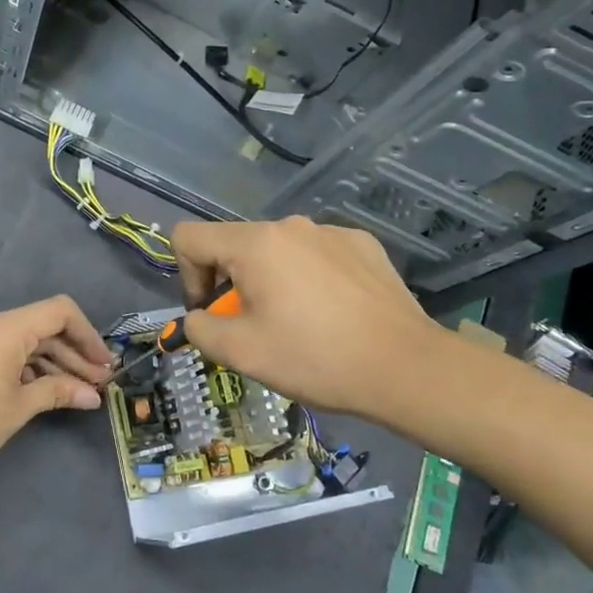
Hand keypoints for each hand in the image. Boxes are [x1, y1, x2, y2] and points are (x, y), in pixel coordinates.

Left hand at [0, 296, 113, 484]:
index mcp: (4, 328)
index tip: (104, 364)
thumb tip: (92, 395)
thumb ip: (58, 392)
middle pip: (43, 327)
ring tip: (78, 391)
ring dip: (52, 362)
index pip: (59, 312)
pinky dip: (28, 366)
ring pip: (24, 340)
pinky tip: (45, 389)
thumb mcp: (19, 407)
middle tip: (98, 384)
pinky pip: (4, 349)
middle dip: (73, 354)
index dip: (88, 335)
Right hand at [169, 216, 438, 420]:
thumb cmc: (315, 358)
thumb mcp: (240, 353)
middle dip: (232, 284)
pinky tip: (333, 313)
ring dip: (270, 281)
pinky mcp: (362, 244)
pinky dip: (309, 278)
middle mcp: (290, 225)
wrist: (406, 367)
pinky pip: (315, 254)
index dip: (186, 276)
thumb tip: (200, 317)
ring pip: (277, 251)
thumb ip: (199, 328)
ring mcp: (331, 232)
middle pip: (235, 245)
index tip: (213, 313)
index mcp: (255, 243)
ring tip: (299, 324)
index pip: (189, 237)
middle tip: (256, 328)